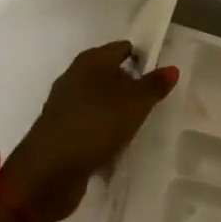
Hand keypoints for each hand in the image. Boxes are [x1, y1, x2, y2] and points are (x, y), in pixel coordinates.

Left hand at [2, 41, 179, 221]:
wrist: (48, 173)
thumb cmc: (95, 126)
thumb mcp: (134, 104)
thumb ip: (154, 85)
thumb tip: (172, 68)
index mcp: (90, 61)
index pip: (123, 48)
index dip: (143, 59)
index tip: (162, 78)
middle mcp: (75, 77)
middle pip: (111, 74)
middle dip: (132, 87)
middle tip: (155, 104)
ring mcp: (65, 106)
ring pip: (100, 101)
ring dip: (118, 112)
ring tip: (140, 127)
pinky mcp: (61, 132)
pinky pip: (90, 124)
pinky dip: (103, 132)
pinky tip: (117, 146)